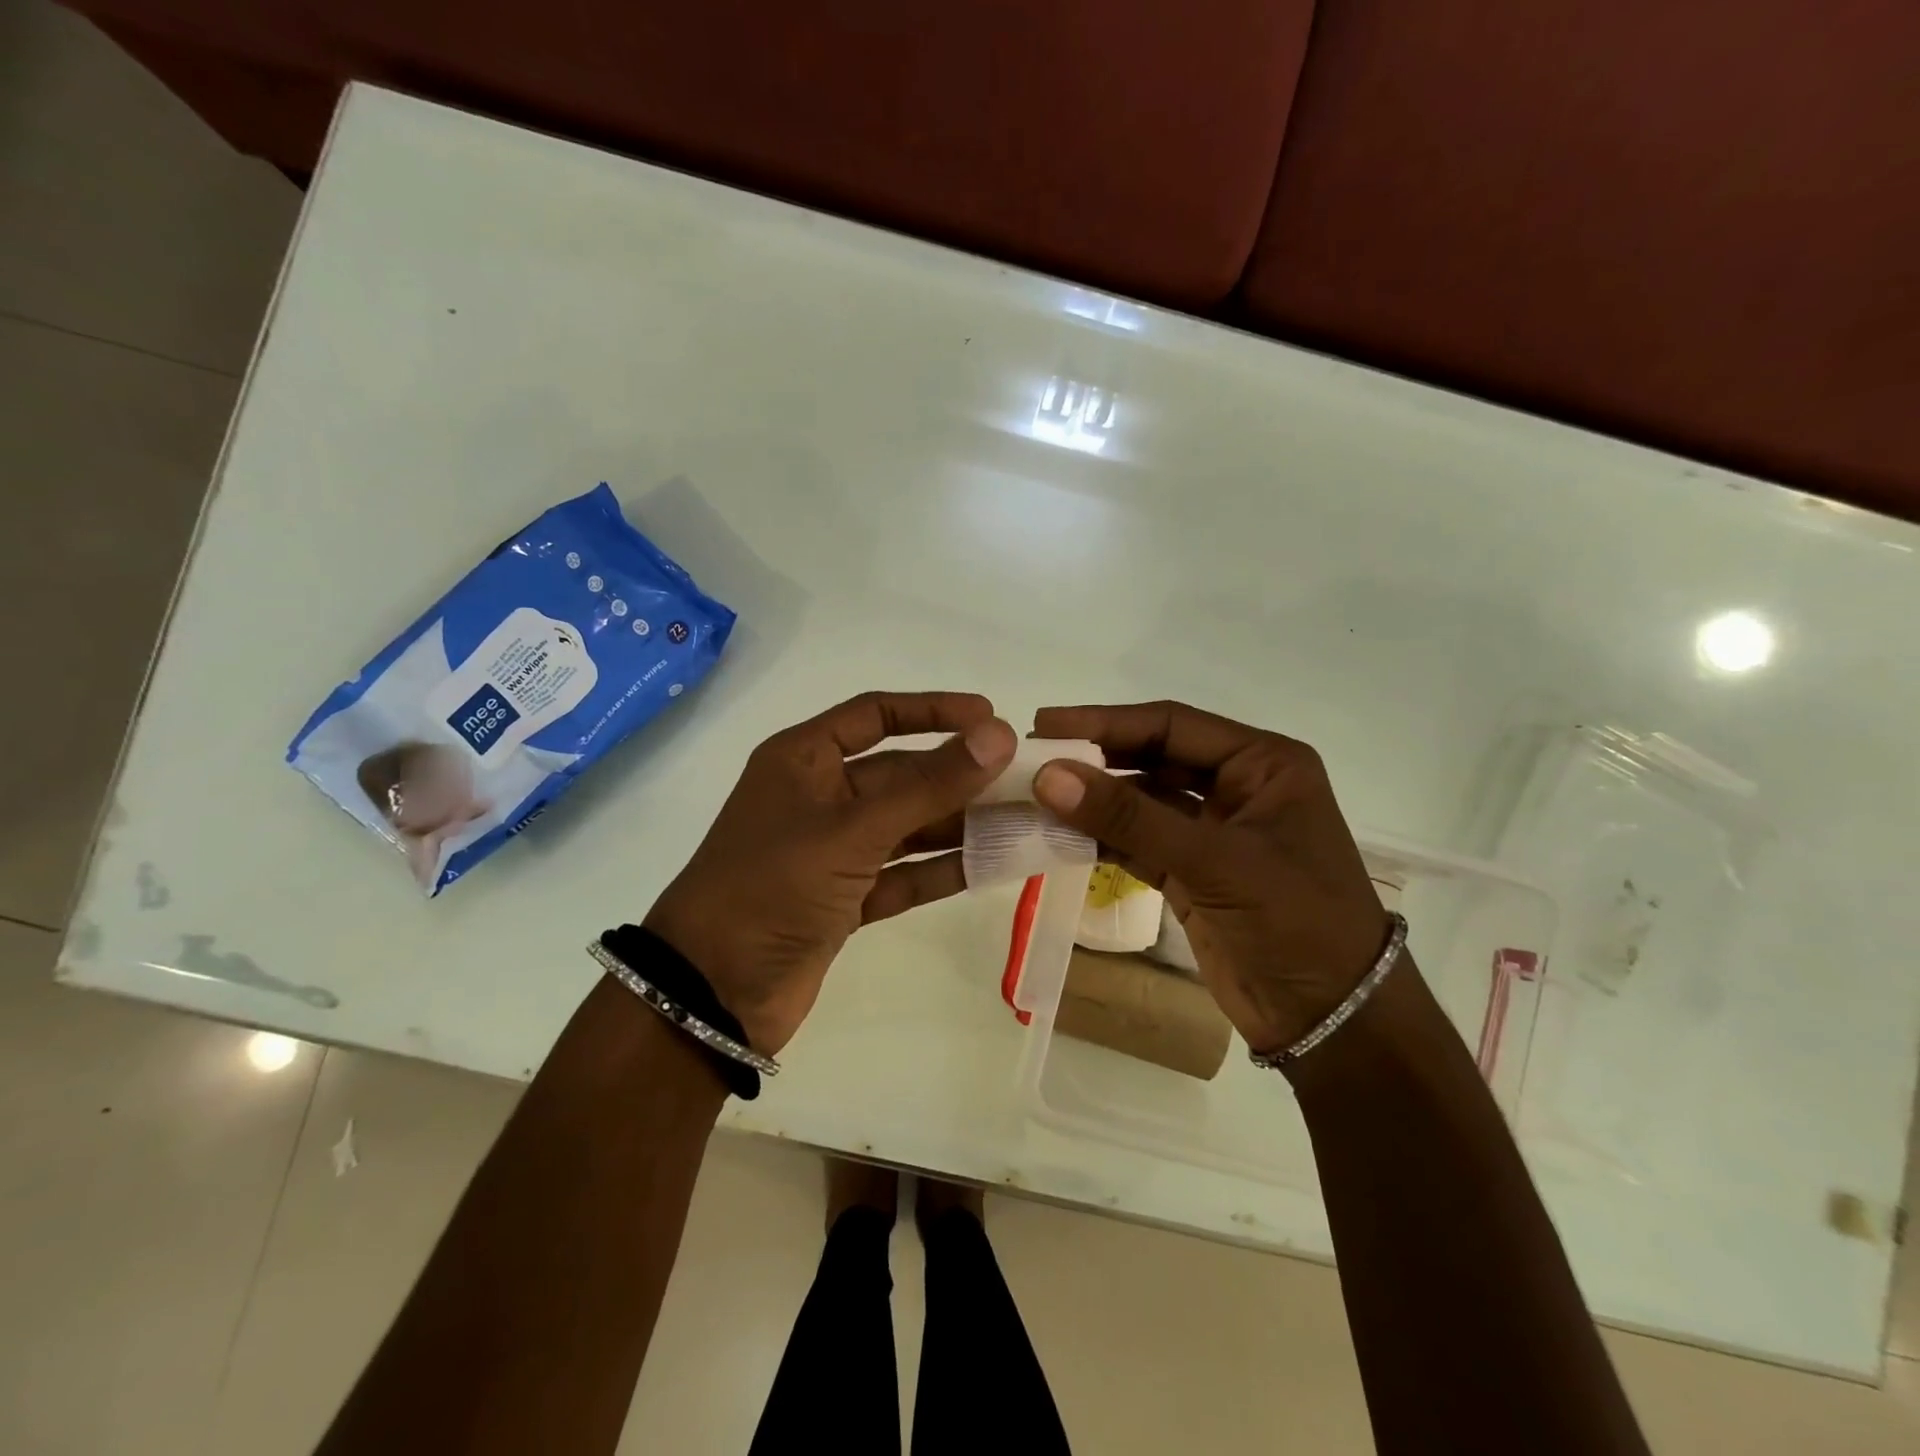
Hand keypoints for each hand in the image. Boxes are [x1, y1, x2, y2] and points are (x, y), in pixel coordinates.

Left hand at [646, 692, 1015, 1053]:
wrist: (712, 993)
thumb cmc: (772, 886)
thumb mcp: (853, 829)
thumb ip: (929, 785)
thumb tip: (998, 735)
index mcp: (804, 760)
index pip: (876, 715)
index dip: (933, 710)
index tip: (990, 717)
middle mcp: (820, 797)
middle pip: (900, 774)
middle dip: (959, 776)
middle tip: (1025, 778)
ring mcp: (832, 851)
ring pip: (908, 826)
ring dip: (959, 825)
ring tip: (1023, 821)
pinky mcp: (845, 899)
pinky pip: (903, 873)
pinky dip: (942, 870)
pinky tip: (992, 864)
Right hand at [1031, 701, 1388, 1056]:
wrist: (1331, 1020)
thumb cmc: (1295, 920)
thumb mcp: (1214, 860)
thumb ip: (1129, 816)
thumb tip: (1049, 775)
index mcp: (1262, 764)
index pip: (1172, 725)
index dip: (1106, 722)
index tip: (1044, 724)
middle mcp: (1238, 787)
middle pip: (1152, 758)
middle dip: (1095, 759)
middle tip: (1031, 758)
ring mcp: (1213, 832)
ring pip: (1140, 802)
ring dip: (1092, 802)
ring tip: (1033, 798)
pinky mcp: (1192, 873)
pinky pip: (1137, 842)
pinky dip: (1101, 839)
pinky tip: (1059, 836)